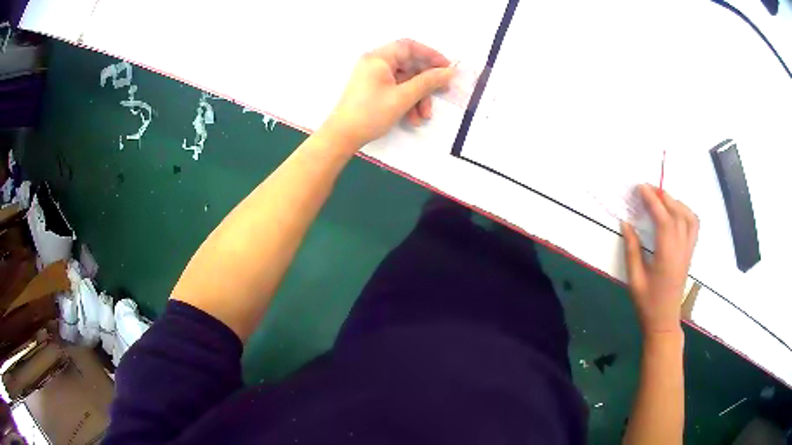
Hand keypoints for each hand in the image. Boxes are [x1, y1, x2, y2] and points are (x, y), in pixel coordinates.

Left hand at [320, 39, 455, 150]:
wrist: (342, 137)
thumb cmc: (370, 113)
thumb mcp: (402, 97)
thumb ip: (428, 82)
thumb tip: (449, 71)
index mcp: (378, 58)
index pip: (409, 46)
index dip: (430, 54)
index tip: (446, 68)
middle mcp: (375, 63)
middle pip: (408, 65)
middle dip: (426, 82)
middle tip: (442, 92)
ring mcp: (373, 77)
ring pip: (404, 80)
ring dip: (418, 97)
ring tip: (424, 116)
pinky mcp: (373, 90)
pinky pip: (396, 89)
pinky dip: (407, 101)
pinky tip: (413, 118)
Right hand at [622, 185, 698, 335]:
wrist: (664, 322)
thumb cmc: (647, 303)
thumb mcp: (634, 279)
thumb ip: (631, 249)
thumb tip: (626, 223)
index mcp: (667, 256)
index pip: (663, 219)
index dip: (652, 200)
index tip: (640, 187)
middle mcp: (681, 249)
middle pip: (677, 213)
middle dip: (662, 196)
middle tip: (647, 188)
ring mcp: (688, 250)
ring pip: (688, 217)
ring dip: (675, 202)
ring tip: (661, 198)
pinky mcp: (690, 253)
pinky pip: (694, 226)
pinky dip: (686, 212)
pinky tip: (676, 211)